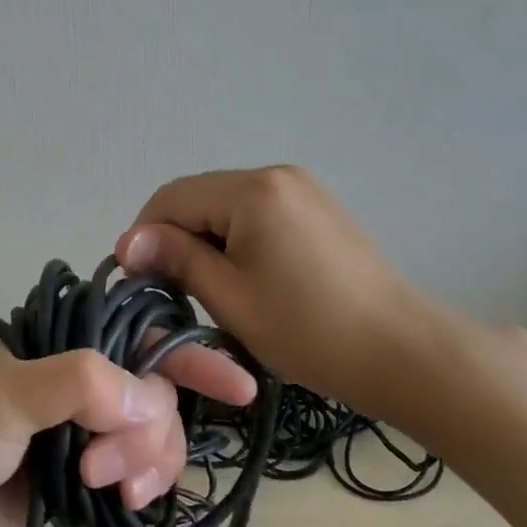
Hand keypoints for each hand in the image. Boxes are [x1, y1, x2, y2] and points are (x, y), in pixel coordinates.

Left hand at [0, 339, 255, 526]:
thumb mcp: (3, 399)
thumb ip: (78, 386)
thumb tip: (149, 399)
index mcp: (54, 350)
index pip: (135, 338)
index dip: (188, 356)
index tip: (237, 386)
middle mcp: (69, 386)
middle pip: (151, 395)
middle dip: (149, 430)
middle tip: (109, 465)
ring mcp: (72, 436)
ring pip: (145, 439)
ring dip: (146, 462)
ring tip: (110, 490)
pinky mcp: (69, 482)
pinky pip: (126, 477)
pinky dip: (137, 488)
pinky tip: (124, 504)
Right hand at [115, 165, 453, 421]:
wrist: (400, 351)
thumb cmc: (307, 330)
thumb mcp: (230, 297)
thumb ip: (177, 259)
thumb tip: (127, 241)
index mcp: (253, 190)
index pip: (171, 198)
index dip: (143, 236)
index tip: (137, 281)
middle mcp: (276, 175)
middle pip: (199, 197)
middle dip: (174, 238)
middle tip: (168, 290)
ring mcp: (302, 190)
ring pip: (226, 207)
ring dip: (203, 240)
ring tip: (205, 288)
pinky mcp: (317, 210)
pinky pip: (256, 214)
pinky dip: (234, 240)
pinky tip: (241, 277)